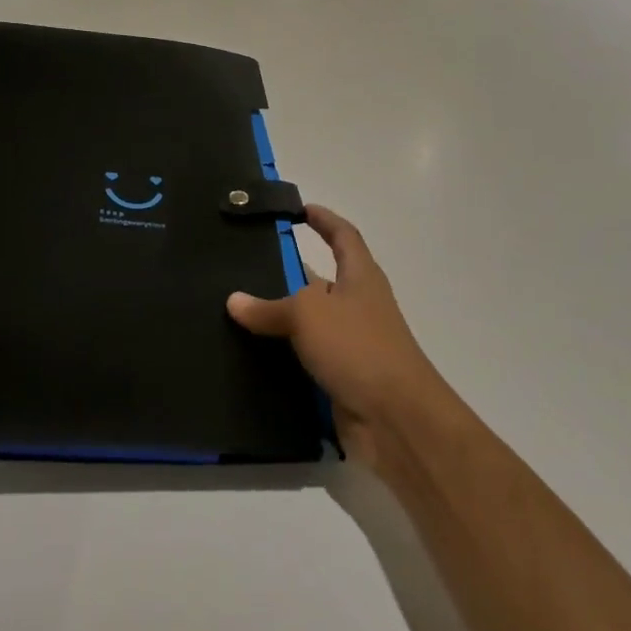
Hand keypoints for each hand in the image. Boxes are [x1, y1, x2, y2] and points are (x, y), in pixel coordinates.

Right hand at [227, 206, 447, 468]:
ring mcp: (350, 345)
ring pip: (308, 322)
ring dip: (278, 317)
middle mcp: (357, 306)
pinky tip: (247, 354)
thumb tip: (233, 300)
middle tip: (243, 264)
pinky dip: (280, 354)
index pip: (343, 236)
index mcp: (360, 278)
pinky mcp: (340, 378)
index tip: (299, 209)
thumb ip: (269, 307)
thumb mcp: (308, 314)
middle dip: (287, 272)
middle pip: (320, 280)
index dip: (324, 220)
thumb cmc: (358, 348)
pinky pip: (304, 358)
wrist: (396, 421)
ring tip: (234, 309)